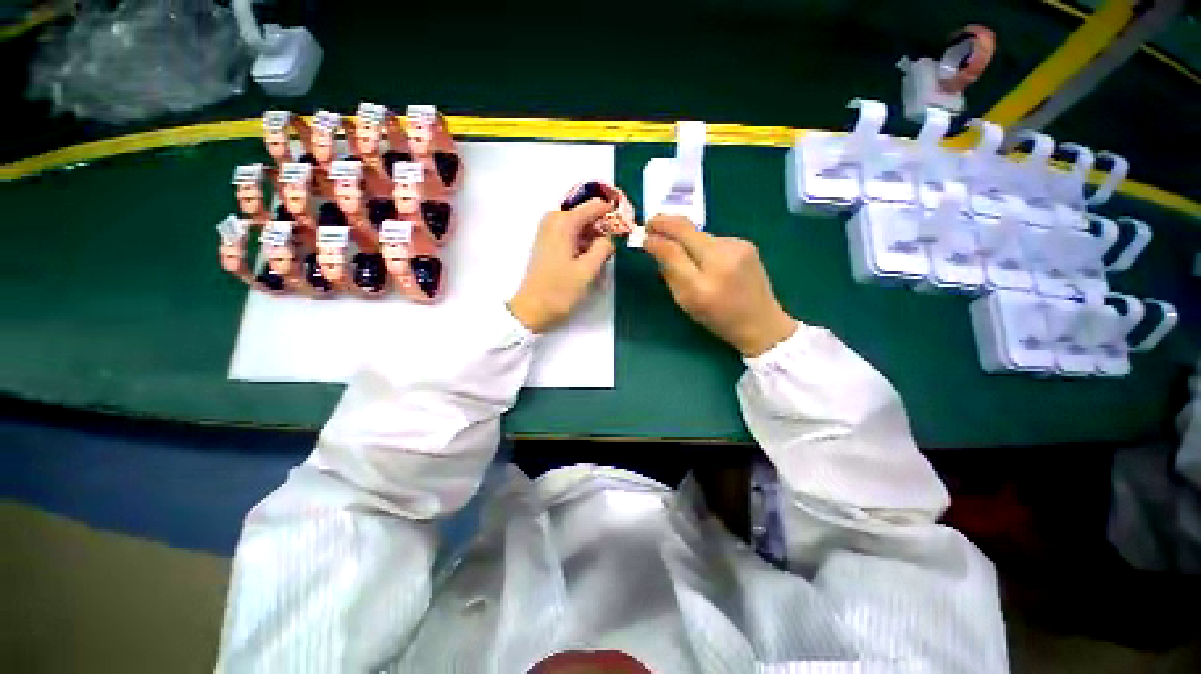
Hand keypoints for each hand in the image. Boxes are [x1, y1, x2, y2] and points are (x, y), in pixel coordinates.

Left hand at [509, 199, 615, 332]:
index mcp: (564, 221)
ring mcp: (549, 230)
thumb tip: (610, 237)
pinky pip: (572, 236)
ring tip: (598, 264)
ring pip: (581, 228)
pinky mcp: (548, 242)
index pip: (597, 206)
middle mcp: (554, 219)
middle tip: (610, 254)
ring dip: (593, 242)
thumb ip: (605, 247)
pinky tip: (587, 265)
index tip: (626, 231)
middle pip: (589, 216)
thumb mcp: (588, 270)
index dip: (614, 216)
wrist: (532, 309)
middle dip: (603, 232)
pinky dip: (583, 247)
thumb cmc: (560, 291)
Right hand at [644, 216, 796, 356]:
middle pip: (687, 231)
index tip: (643, 235)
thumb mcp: (686, 302)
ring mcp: (738, 247)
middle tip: (651, 223)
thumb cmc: (718, 318)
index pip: (673, 250)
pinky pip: (714, 239)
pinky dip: (702, 244)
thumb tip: (655, 247)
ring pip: (700, 235)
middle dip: (666, 223)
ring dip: (685, 237)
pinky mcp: (746, 244)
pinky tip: (705, 257)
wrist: (761, 322)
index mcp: (703, 282)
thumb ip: (669, 273)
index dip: (656, 239)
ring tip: (679, 247)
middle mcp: (722, 258)